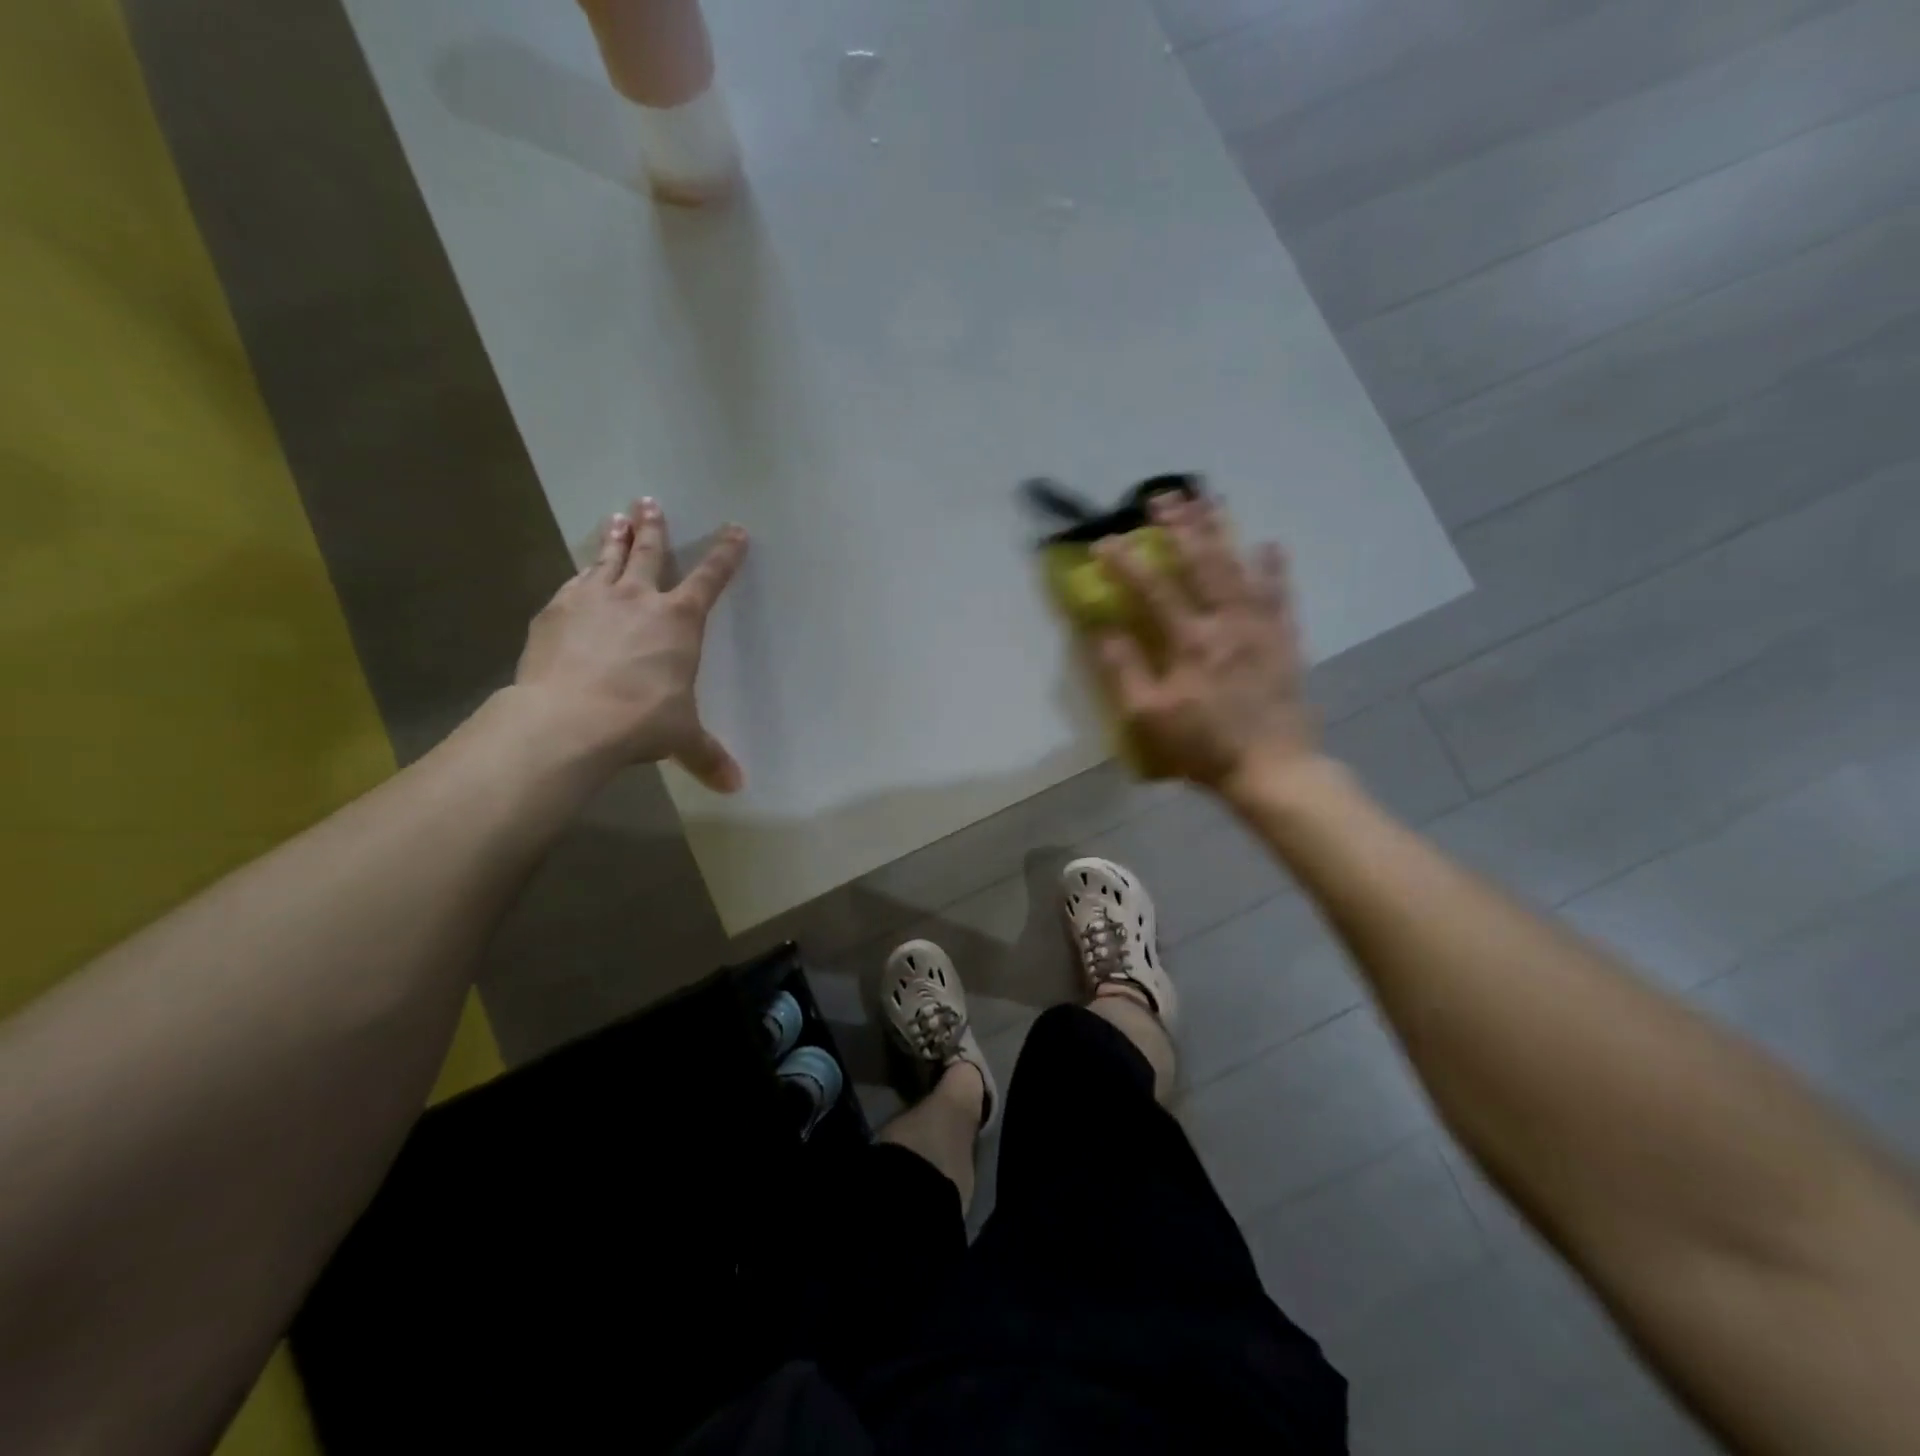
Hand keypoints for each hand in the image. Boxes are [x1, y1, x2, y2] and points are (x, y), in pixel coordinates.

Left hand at [515, 498, 747, 790]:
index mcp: (679, 621)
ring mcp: (592, 599)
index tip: (735, 530)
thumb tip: (736, 787)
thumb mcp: (681, 737)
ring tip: (616, 515)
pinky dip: (581, 575)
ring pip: (607, 558)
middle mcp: (638, 599)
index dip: (725, 554)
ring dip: (614, 536)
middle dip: (654, 527)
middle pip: (649, 553)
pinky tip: (579, 573)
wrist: (569, 718)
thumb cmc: (640, 721)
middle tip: (649, 502)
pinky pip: (573, 583)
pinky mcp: (555, 611)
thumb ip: (708, 755)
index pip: (710, 578)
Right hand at [1093, 494, 1318, 798]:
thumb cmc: (1203, 746)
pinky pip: (1280, 594)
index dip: (1126, 563)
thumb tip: (1101, 631)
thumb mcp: (1149, 717)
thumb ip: (1124, 671)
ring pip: (1239, 567)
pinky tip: (1269, 544)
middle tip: (1162, 496)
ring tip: (1207, 499)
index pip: (1153, 590)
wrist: (1272, 769)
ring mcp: (1260, 627)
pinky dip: (1274, 567)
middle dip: (1179, 526)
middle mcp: (1226, 622)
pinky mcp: (1285, 639)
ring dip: (1220, 530)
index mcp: (1189, 642)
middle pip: (1201, 563)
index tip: (1104, 542)